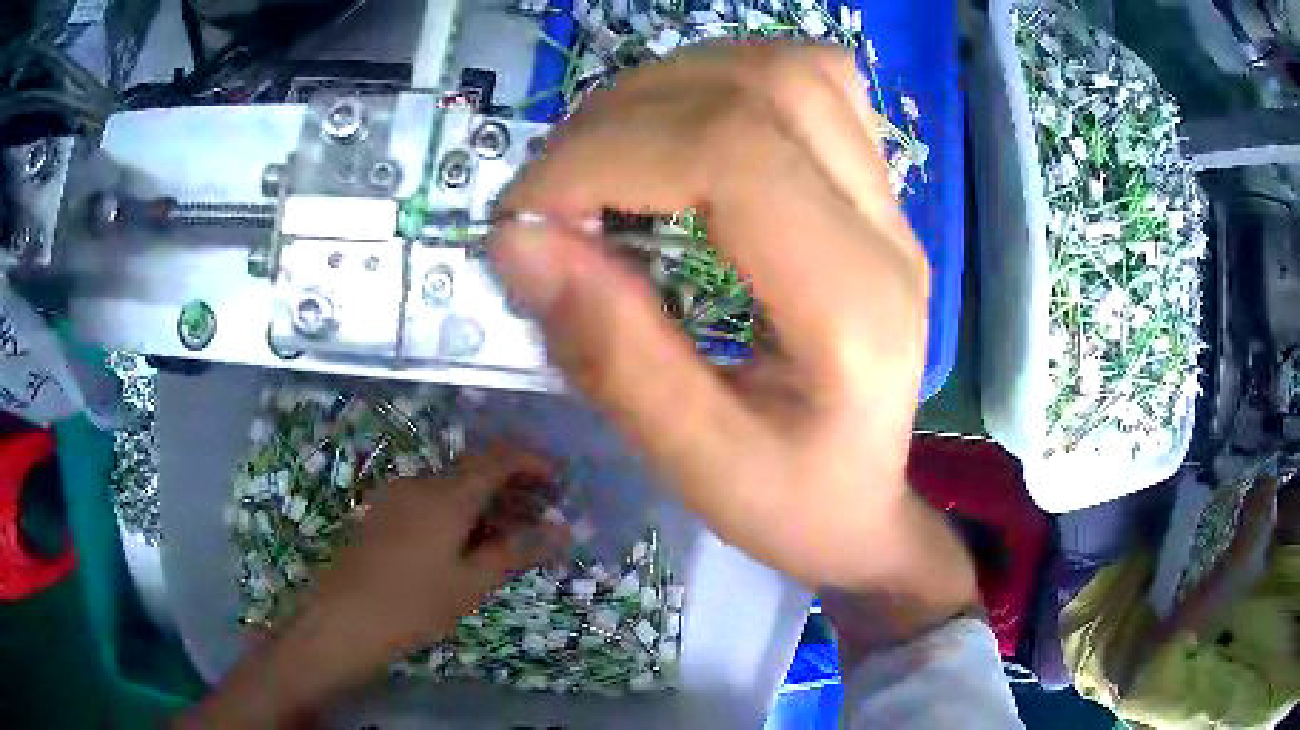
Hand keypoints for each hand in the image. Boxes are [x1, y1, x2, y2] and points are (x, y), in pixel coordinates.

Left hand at [311, 446, 565, 652]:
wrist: (343, 620)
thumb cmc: (414, 605)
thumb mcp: (472, 583)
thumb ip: (517, 552)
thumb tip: (562, 530)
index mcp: (446, 495)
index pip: (498, 459)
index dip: (531, 463)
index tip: (557, 484)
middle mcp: (420, 483)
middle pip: (473, 472)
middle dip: (510, 489)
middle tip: (538, 519)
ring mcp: (395, 497)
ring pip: (449, 489)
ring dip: (482, 504)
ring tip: (504, 539)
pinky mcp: (380, 514)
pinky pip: (427, 502)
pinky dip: (454, 514)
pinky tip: (461, 547)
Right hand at [491, 41, 945, 593]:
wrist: (867, 508)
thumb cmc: (795, 509)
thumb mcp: (699, 466)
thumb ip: (612, 354)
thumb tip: (518, 241)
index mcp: (853, 305)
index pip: (731, 155)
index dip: (603, 158)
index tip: (523, 217)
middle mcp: (886, 230)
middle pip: (760, 88)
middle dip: (623, 118)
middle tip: (554, 191)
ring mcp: (889, 202)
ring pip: (789, 69)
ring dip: (672, 89)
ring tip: (605, 156)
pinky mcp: (874, 191)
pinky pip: (813, 85)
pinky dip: (727, 86)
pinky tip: (682, 137)